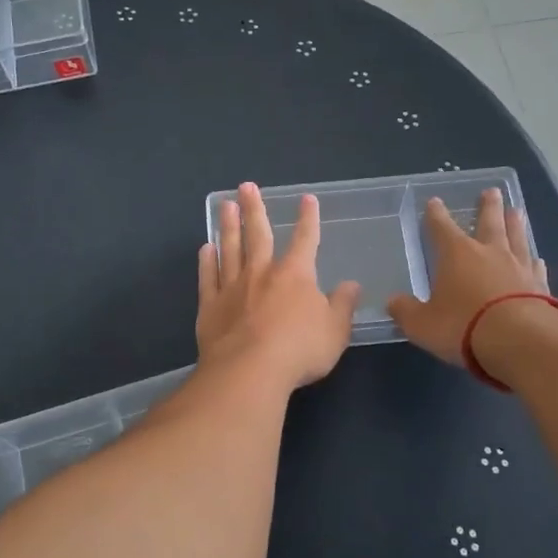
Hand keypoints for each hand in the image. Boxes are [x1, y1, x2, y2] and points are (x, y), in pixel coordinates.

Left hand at [197, 183, 359, 391]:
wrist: (249, 371)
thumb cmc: (299, 350)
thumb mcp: (335, 331)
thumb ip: (342, 306)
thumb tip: (352, 285)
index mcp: (295, 275)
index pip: (306, 240)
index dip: (308, 219)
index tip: (306, 199)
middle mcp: (262, 273)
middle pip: (258, 234)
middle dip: (254, 209)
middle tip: (246, 186)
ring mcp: (233, 287)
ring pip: (230, 249)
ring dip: (228, 226)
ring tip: (225, 205)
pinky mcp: (210, 306)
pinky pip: (209, 277)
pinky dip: (207, 261)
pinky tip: (205, 248)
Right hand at [387, 189, 548, 366]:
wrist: (521, 340)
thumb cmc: (463, 326)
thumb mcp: (422, 324)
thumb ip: (406, 311)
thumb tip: (393, 302)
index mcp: (456, 254)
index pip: (442, 228)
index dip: (436, 215)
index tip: (435, 201)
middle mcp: (489, 252)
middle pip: (489, 222)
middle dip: (488, 207)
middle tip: (492, 191)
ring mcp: (518, 267)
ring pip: (516, 237)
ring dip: (515, 224)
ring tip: (517, 210)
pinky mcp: (541, 286)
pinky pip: (536, 267)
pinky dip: (534, 260)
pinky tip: (537, 258)